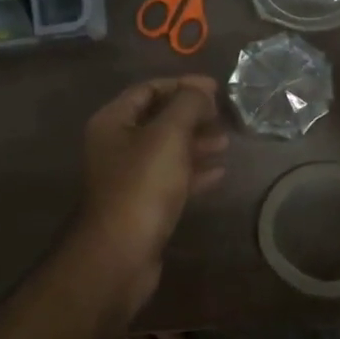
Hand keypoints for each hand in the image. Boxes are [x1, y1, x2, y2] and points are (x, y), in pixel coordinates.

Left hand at [75, 76, 228, 298]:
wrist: (120, 253)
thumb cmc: (142, 186)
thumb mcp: (168, 135)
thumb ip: (188, 105)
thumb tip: (202, 91)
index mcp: (113, 122)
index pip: (148, 89)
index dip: (182, 85)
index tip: (216, 89)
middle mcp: (116, 145)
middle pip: (158, 119)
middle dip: (192, 115)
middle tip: (223, 116)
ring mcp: (128, 177)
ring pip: (166, 150)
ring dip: (196, 143)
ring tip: (226, 143)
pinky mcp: (142, 204)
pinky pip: (171, 179)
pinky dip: (193, 172)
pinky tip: (219, 173)